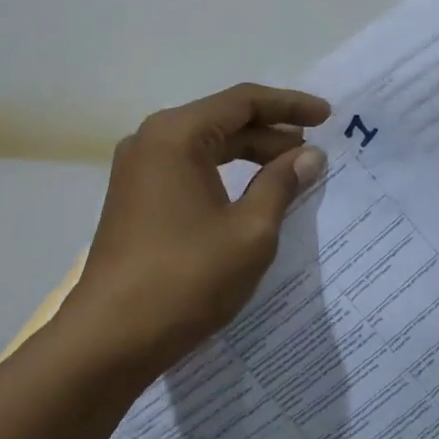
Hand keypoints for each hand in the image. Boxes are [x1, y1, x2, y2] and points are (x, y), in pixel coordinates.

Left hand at [67, 83, 329, 370]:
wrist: (111, 337)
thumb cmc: (186, 279)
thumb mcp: (250, 232)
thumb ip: (281, 184)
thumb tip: (309, 155)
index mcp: (176, 135)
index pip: (243, 101)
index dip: (289, 106)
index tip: (327, 116)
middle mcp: (150, 140)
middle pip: (222, 121)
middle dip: (271, 133)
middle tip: (314, 152)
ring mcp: (137, 170)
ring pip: (204, 147)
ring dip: (248, 154)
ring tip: (290, 171)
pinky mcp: (134, 198)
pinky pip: (187, 170)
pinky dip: (223, 175)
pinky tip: (251, 194)